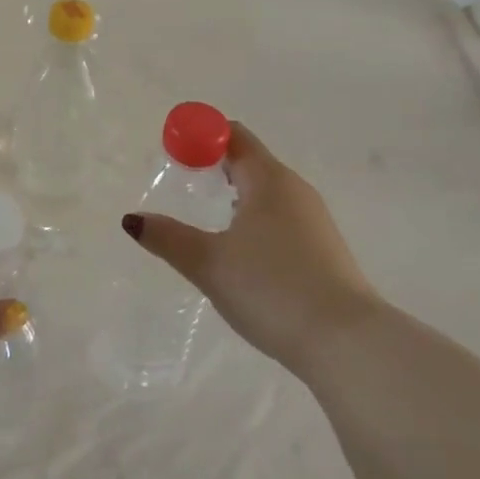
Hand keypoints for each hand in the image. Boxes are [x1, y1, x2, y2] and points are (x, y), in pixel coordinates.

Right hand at [121, 123, 376, 374]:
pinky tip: (242, 251)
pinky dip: (255, 218)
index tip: (173, 151)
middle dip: (216, 163)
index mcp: (269, 180)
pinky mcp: (324, 249)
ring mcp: (314, 220)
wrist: (346, 343)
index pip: (232, 135)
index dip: (200, 136)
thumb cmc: (272, 288)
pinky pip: (281, 217)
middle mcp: (295, 190)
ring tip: (208, 217)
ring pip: (267, 191)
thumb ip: (168, 238)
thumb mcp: (209, 263)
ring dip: (237, 193)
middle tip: (184, 181)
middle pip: (251, 160)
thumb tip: (133, 219)